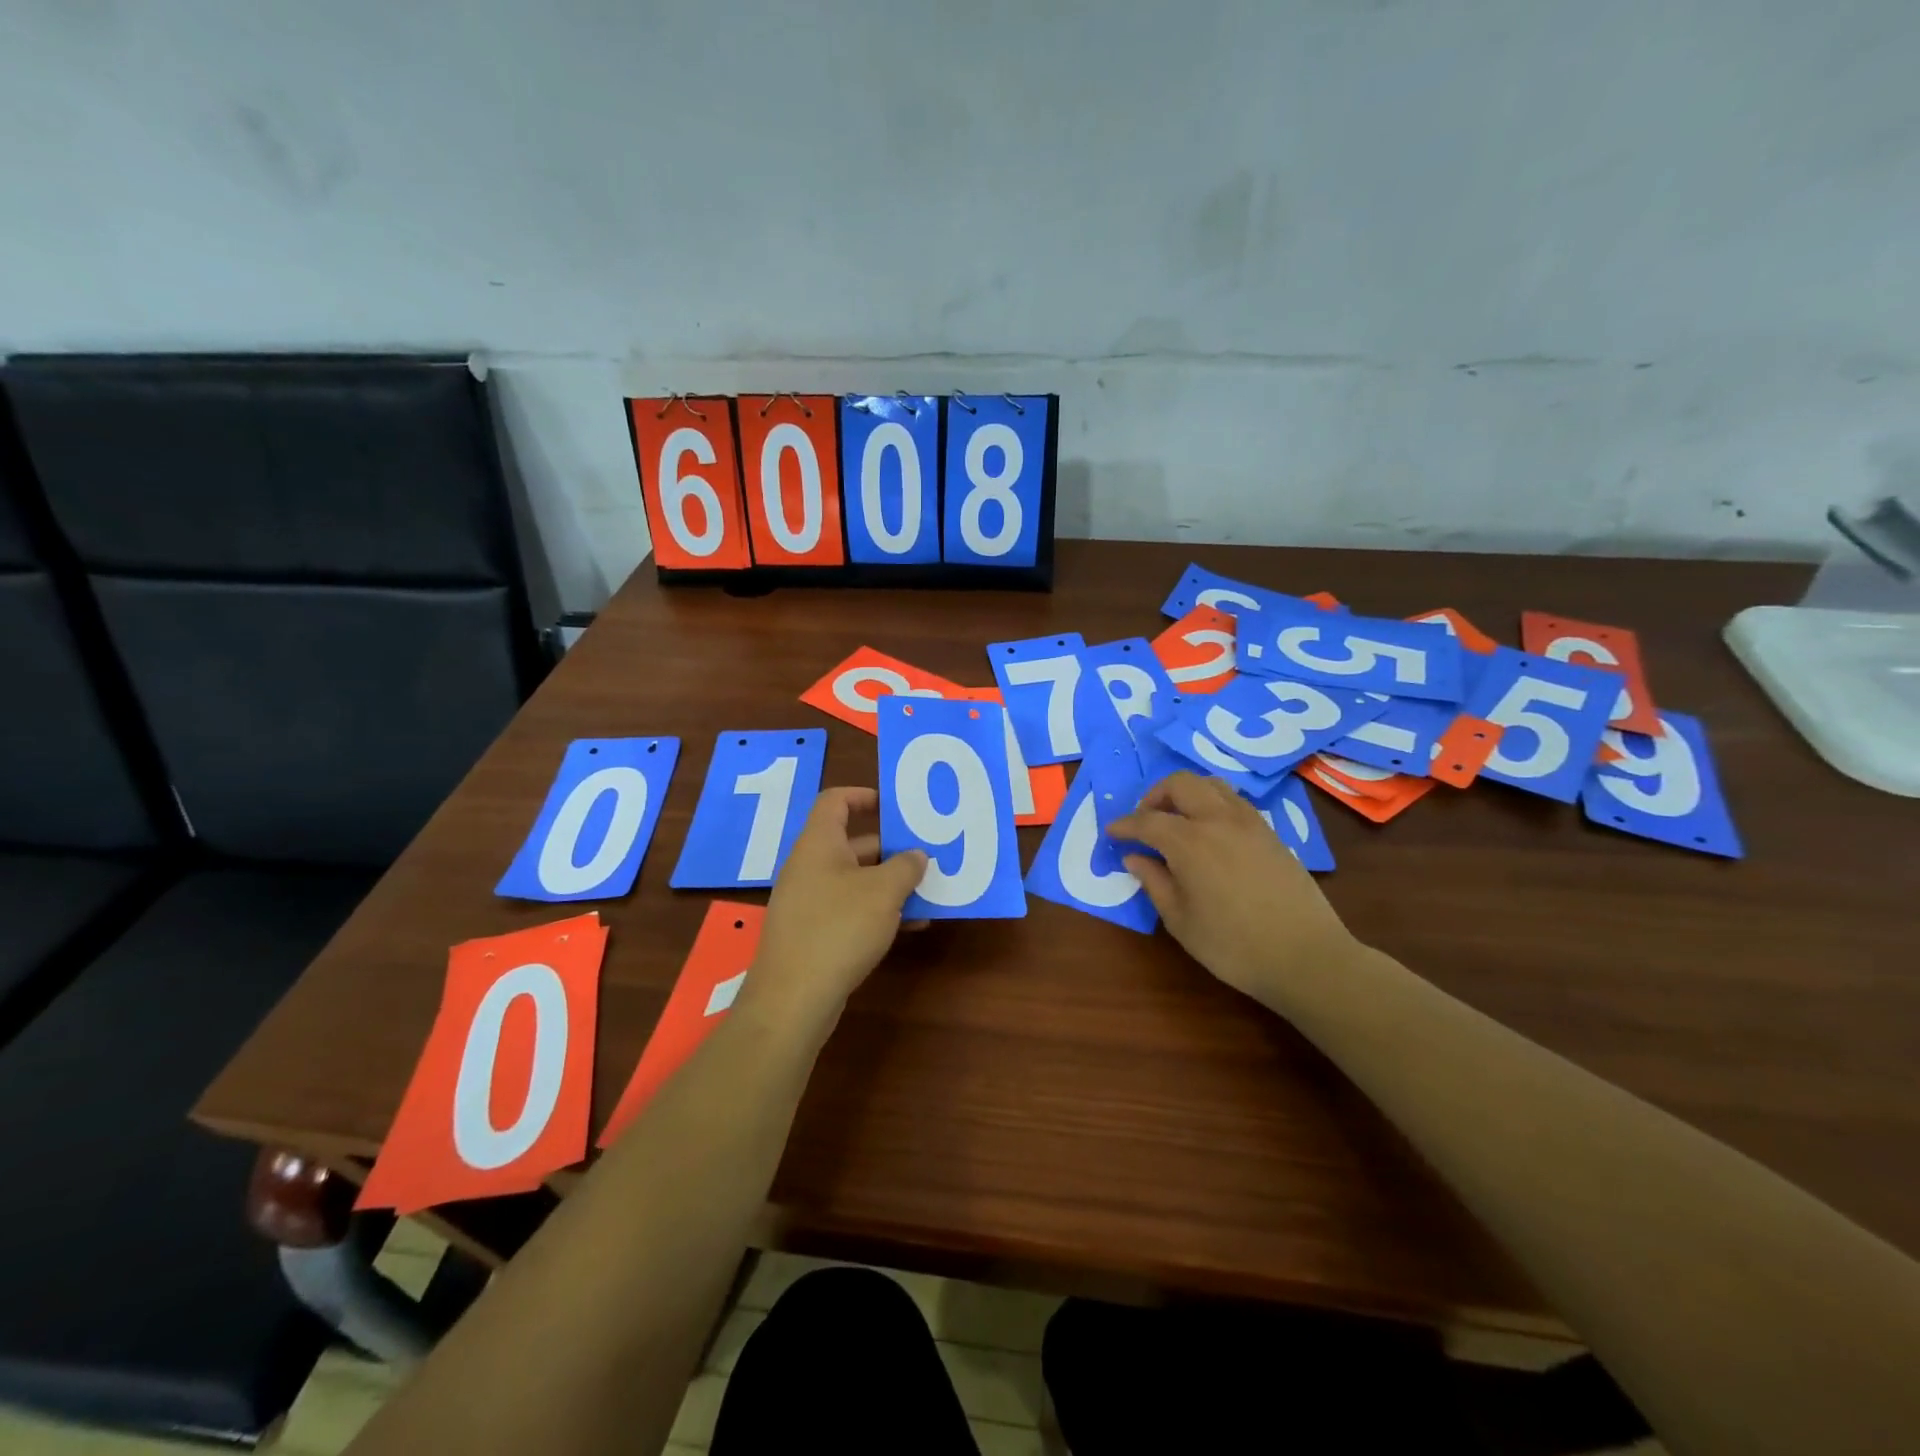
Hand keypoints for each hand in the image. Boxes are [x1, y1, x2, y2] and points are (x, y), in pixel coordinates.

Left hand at [743, 787, 926, 1035]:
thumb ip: (906, 866)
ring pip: (855, 880)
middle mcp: (809, 866)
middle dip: (890, 848)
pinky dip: (877, 911)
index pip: (835, 801)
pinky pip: (849, 910)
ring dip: (889, 884)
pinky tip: (910, 927)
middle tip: (925, 855)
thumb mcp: (884, 891)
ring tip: (927, 894)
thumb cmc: (839, 928)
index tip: (894, 806)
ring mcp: (807, 902)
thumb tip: (916, 855)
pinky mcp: (811, 933)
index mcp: (819, 844)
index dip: (863, 796)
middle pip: (851, 843)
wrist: (793, 999)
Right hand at [1109, 771, 1360, 1005]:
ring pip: (1211, 785)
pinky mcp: (1271, 833)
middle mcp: (1218, 820)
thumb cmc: (1233, 946)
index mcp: (1189, 842)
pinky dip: (1212, 804)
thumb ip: (1154, 883)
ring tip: (1177, 820)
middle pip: (1181, 784)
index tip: (1112, 833)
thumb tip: (1135, 858)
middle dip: (1155, 796)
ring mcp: (1249, 823)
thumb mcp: (1180, 921)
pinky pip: (1234, 802)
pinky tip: (1210, 833)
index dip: (1125, 825)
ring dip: (1186, 794)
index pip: (1147, 820)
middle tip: (1145, 822)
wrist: (1306, 957)